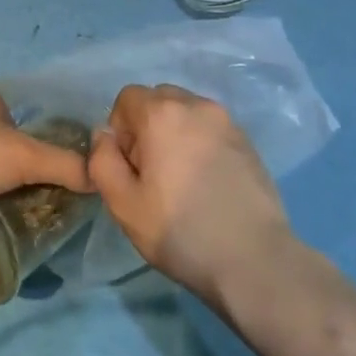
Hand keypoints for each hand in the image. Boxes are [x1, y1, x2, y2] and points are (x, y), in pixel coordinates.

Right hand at [88, 84, 292, 304]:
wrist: (253, 257)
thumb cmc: (180, 231)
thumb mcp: (124, 204)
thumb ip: (102, 161)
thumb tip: (104, 135)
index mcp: (163, 113)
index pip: (127, 97)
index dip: (120, 129)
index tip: (130, 167)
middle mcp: (196, 105)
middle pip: (159, 99)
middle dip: (147, 127)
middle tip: (152, 174)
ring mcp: (227, 121)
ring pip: (187, 112)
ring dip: (175, 134)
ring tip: (181, 180)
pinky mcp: (247, 140)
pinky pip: (211, 129)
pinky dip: (200, 144)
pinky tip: (207, 184)